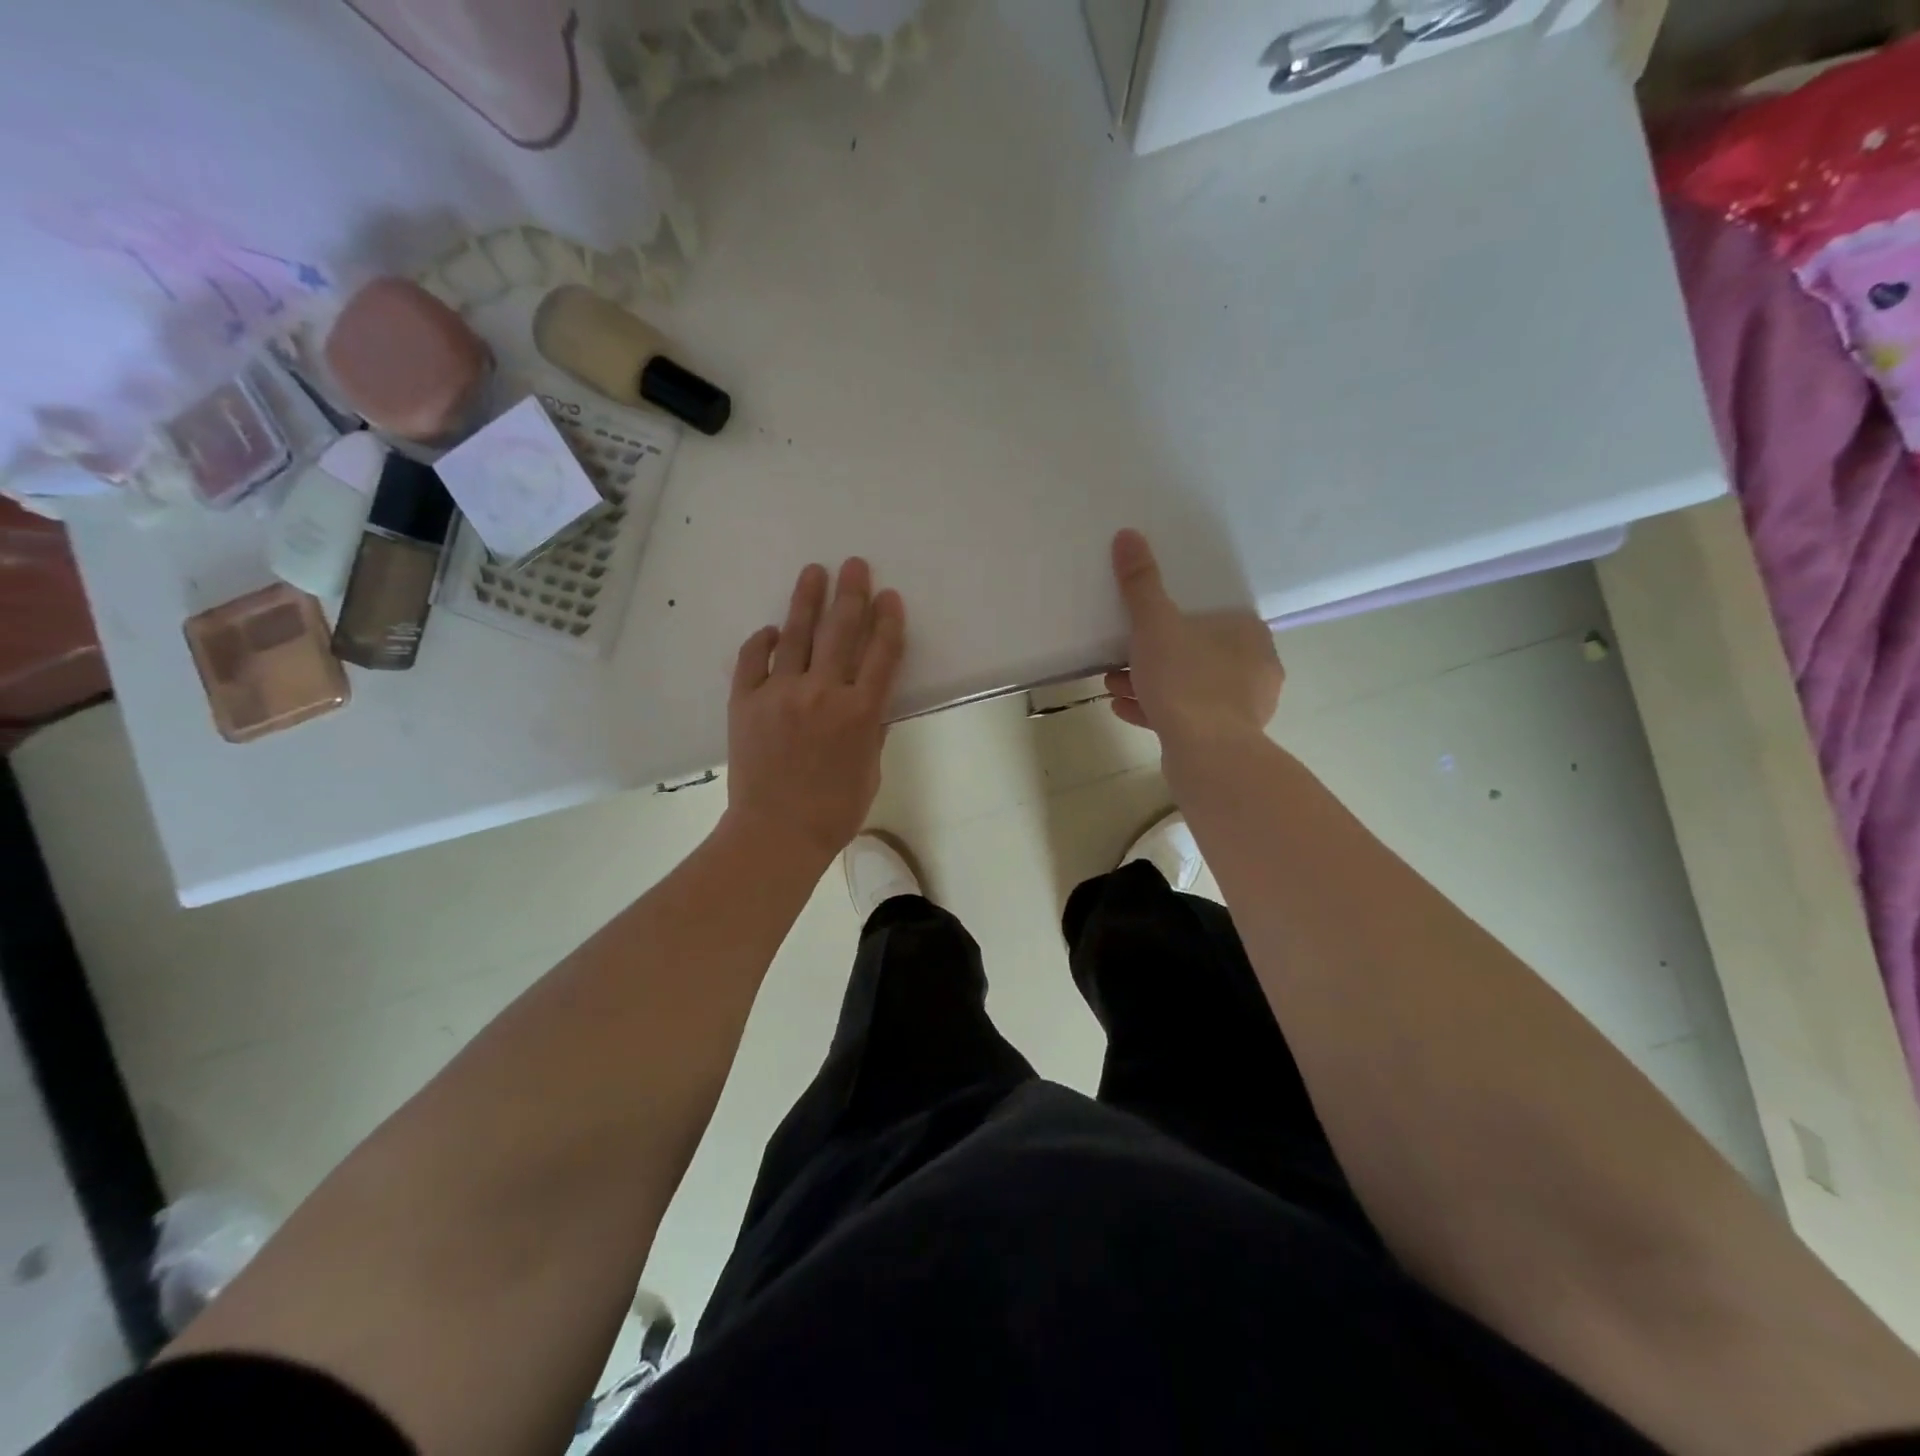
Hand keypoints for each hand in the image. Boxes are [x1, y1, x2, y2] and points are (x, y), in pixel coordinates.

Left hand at [725, 558, 905, 862]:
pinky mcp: (745, 701)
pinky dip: (762, 642)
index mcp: (861, 712)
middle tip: (855, 564)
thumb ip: (872, 729)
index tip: (890, 597)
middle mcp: (823, 693)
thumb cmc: (834, 811)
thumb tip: (870, 700)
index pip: (882, 654)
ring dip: (807, 600)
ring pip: (797, 635)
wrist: (776, 833)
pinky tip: (772, 630)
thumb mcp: (870, 770)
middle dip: (851, 594)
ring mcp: (780, 693)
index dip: (888, 622)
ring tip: (814, 572)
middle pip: (841, 631)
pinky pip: (753, 660)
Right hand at [1104, 529, 1282, 748]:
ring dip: (1150, 683)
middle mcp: (1254, 669)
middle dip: (1153, 654)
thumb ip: (1142, 584)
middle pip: (1196, 652)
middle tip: (1119, 657)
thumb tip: (1128, 535)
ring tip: (1112, 684)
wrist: (1207, 755)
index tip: (1142, 624)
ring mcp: (1243, 708)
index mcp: (1248, 634)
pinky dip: (1156, 709)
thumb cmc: (1186, 680)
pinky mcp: (1226, 740)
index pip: (1213, 615)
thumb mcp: (1156, 625)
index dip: (1174, 617)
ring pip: (1189, 686)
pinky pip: (1187, 717)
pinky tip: (1123, 709)